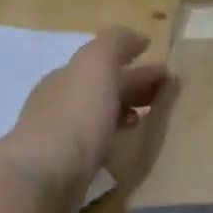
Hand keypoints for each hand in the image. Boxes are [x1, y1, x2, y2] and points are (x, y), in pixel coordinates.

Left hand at [0, 28, 166, 212]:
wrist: (44, 175)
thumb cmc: (75, 117)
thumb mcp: (96, 67)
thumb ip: (114, 45)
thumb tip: (138, 37)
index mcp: (68, 77)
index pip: (106, 65)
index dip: (137, 66)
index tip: (168, 74)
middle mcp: (62, 102)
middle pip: (103, 89)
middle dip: (133, 88)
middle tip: (166, 96)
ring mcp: (62, 136)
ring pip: (100, 117)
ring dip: (125, 113)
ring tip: (151, 121)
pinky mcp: (68, 167)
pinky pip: (98, 144)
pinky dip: (115, 139)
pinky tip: (126, 147)